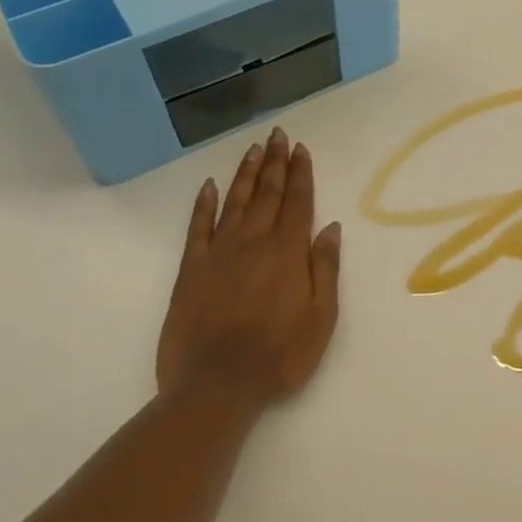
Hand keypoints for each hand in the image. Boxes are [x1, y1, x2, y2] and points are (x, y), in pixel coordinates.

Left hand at [156, 126, 341, 407]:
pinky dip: (203, 205)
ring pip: (235, 203)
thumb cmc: (279, 355)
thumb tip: (330, 227)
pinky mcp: (191, 271)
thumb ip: (325, 268)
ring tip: (254, 150)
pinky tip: (208, 186)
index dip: (300, 174)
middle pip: (267, 195)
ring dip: (246, 175)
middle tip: (278, 135)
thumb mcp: (321, 318)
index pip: (297, 203)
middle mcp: (253, 243)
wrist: (216, 386)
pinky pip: (197, 229)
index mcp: (287, 253)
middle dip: (275, 163)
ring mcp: (219, 254)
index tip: (301, 149)